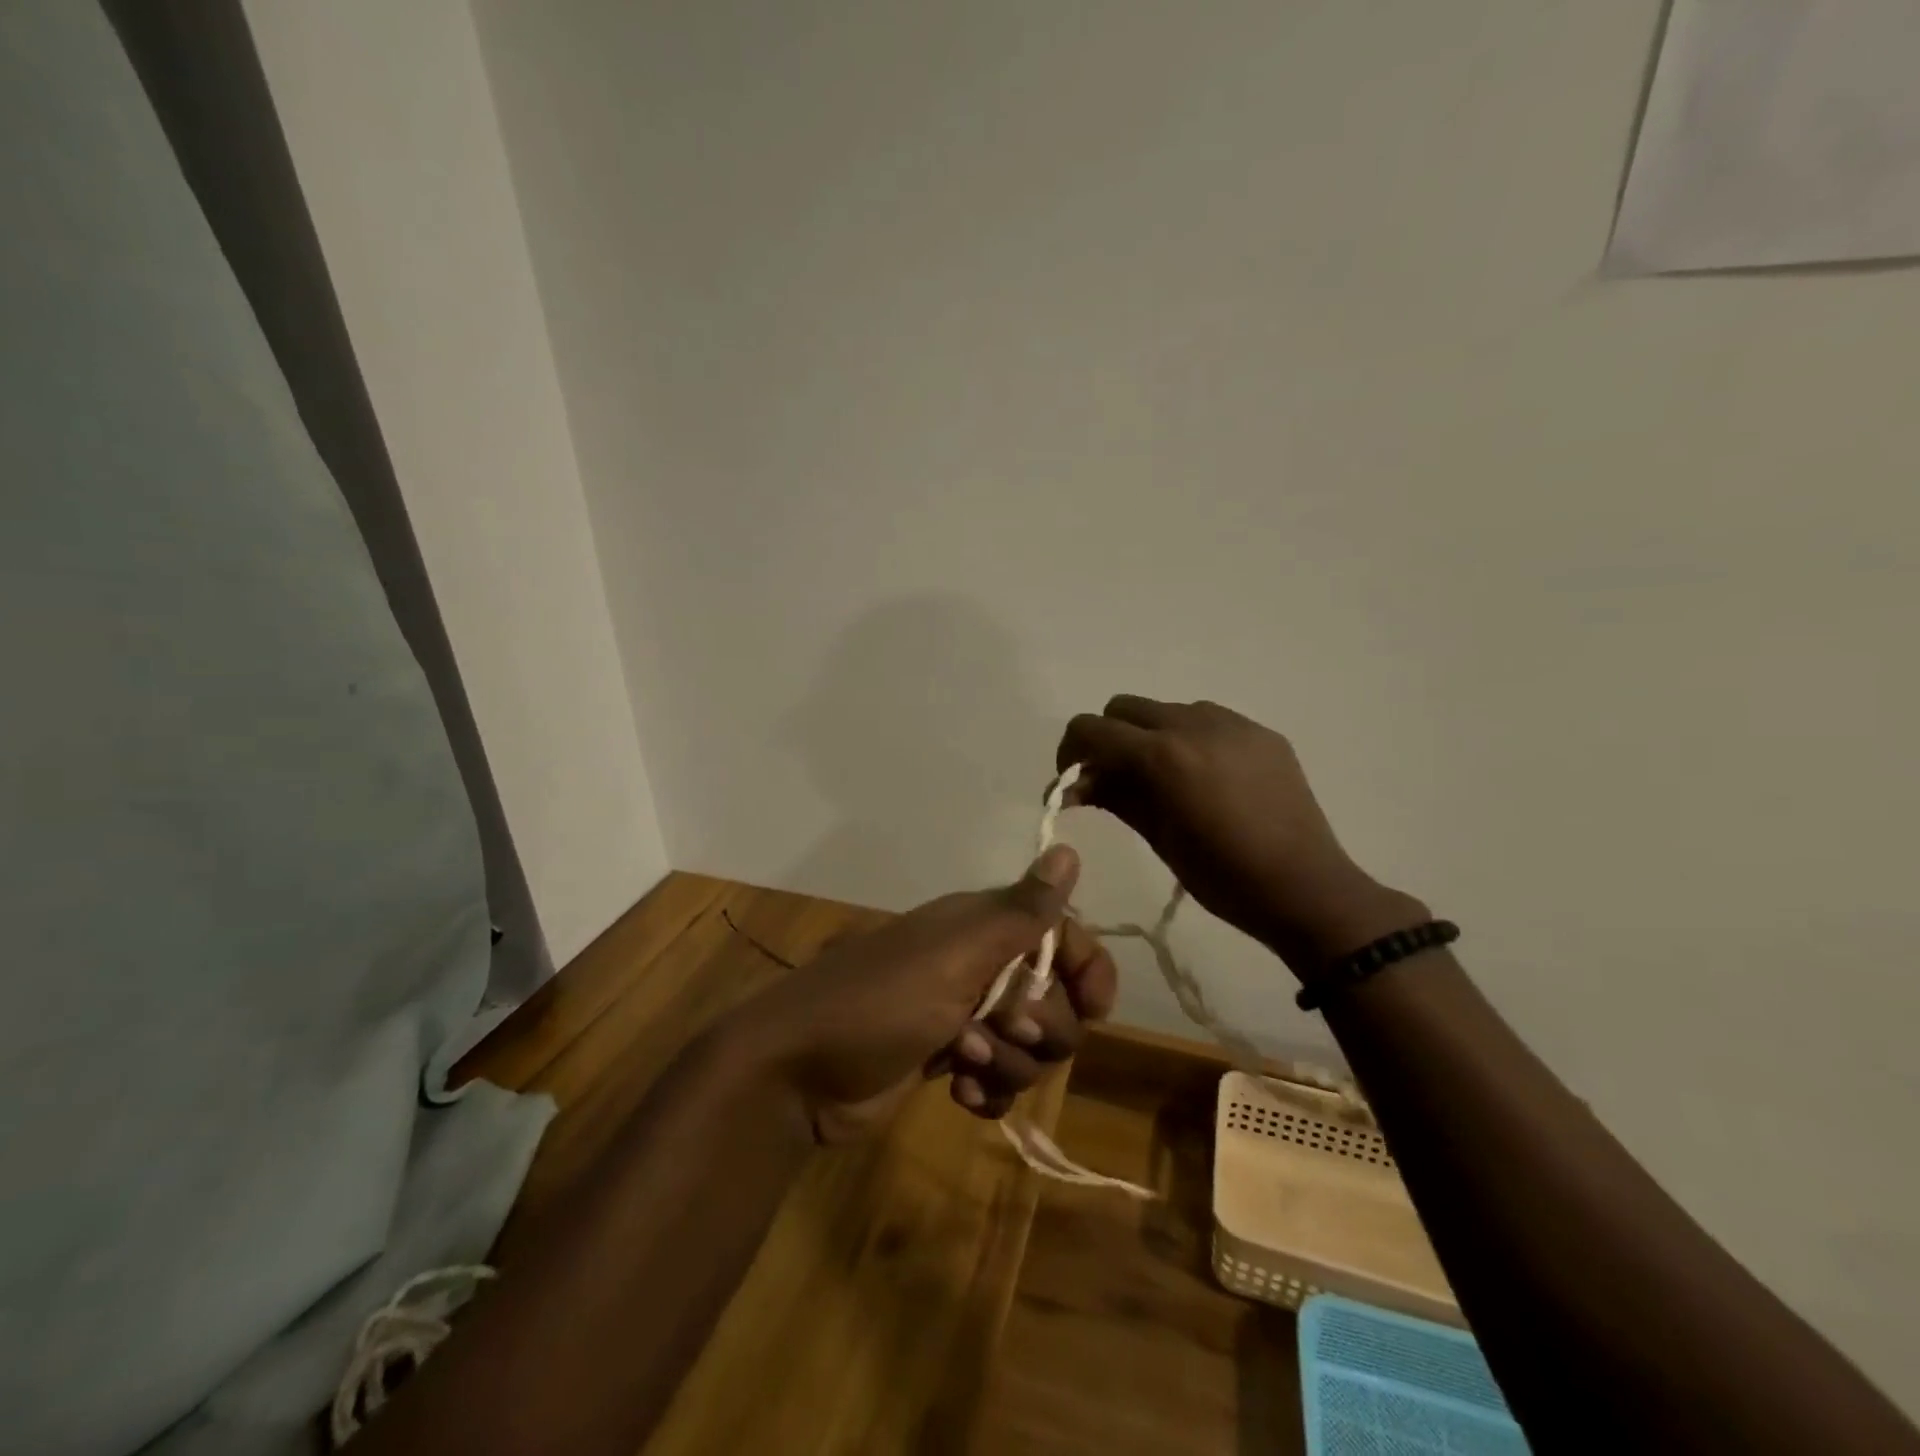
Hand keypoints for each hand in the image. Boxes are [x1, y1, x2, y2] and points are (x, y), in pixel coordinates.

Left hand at [722, 845, 1117, 1143]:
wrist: (796, 1072)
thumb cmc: (877, 1003)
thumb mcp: (953, 956)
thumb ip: (1018, 913)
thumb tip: (1067, 848)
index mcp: (983, 928)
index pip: (1062, 936)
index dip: (1087, 970)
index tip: (1094, 1010)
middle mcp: (980, 965)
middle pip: (1055, 1000)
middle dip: (1040, 1028)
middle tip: (997, 1029)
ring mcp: (964, 1016)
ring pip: (1031, 1046)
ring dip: (1010, 1064)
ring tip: (962, 1062)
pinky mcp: (948, 1061)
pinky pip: (1001, 1080)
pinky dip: (990, 1092)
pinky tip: (960, 1095)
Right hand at [1058, 696, 1425, 977]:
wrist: (1306, 888)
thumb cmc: (1222, 875)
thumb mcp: (1157, 836)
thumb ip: (1112, 796)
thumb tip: (1073, 784)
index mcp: (1162, 754)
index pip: (1092, 729)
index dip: (1070, 751)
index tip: (1072, 780)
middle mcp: (1194, 723)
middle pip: (1124, 708)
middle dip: (1108, 738)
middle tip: (1111, 778)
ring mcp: (1232, 723)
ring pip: (1167, 710)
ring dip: (1149, 736)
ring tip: (1163, 780)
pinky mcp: (1260, 732)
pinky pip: (1208, 720)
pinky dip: (1189, 739)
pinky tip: (1205, 779)